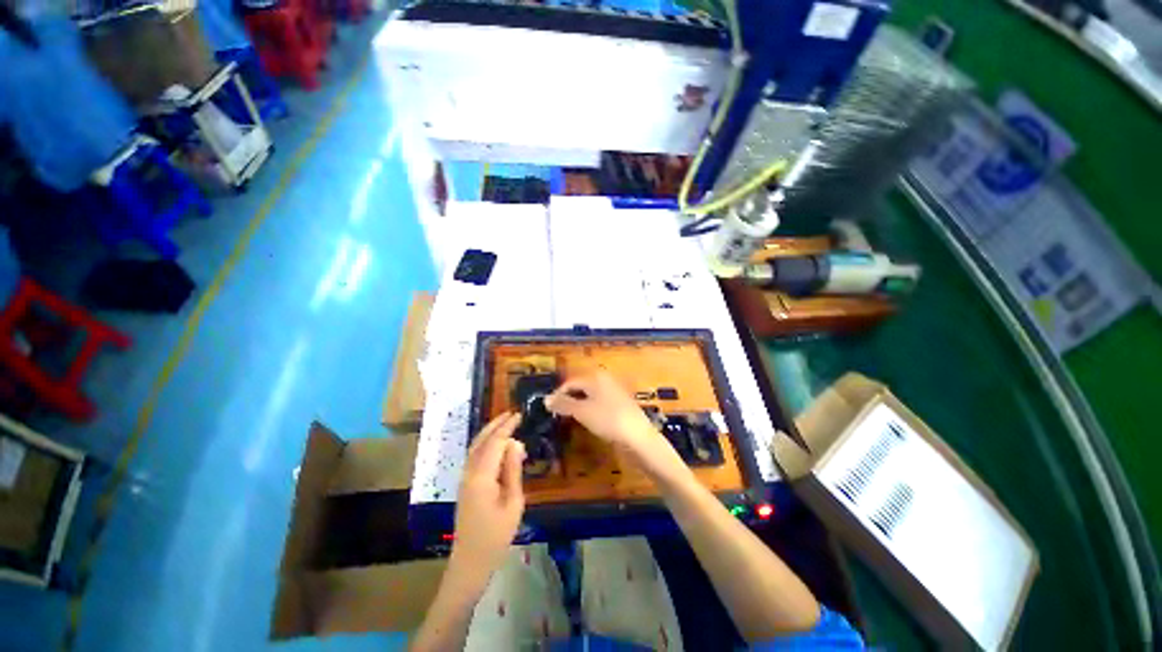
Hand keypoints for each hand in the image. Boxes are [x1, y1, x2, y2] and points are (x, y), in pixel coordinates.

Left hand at [450, 412, 525, 584]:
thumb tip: (515, 443)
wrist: (470, 563)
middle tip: (512, 413)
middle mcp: (469, 473)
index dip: (507, 427)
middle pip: (481, 441)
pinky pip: (474, 456)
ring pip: (475, 447)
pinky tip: (495, 444)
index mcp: (481, 476)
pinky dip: (485, 444)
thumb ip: (513, 470)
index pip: (495, 442)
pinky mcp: (465, 485)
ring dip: (489, 432)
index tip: (519, 415)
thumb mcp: (513, 503)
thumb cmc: (496, 536)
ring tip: (505, 423)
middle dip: (495, 425)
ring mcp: (464, 479)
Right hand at [544, 369, 658, 453]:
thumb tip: (546, 399)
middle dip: (569, 399)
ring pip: (591, 395)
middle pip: (581, 387)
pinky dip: (591, 408)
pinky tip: (589, 420)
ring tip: (571, 418)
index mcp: (595, 377)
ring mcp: (615, 390)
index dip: (558, 394)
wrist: (638, 436)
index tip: (549, 408)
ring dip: (579, 404)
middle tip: (559, 414)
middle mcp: (605, 379)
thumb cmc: (607, 419)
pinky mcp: (621, 403)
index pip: (571, 382)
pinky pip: (600, 402)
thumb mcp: (582, 411)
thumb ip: (564, 404)